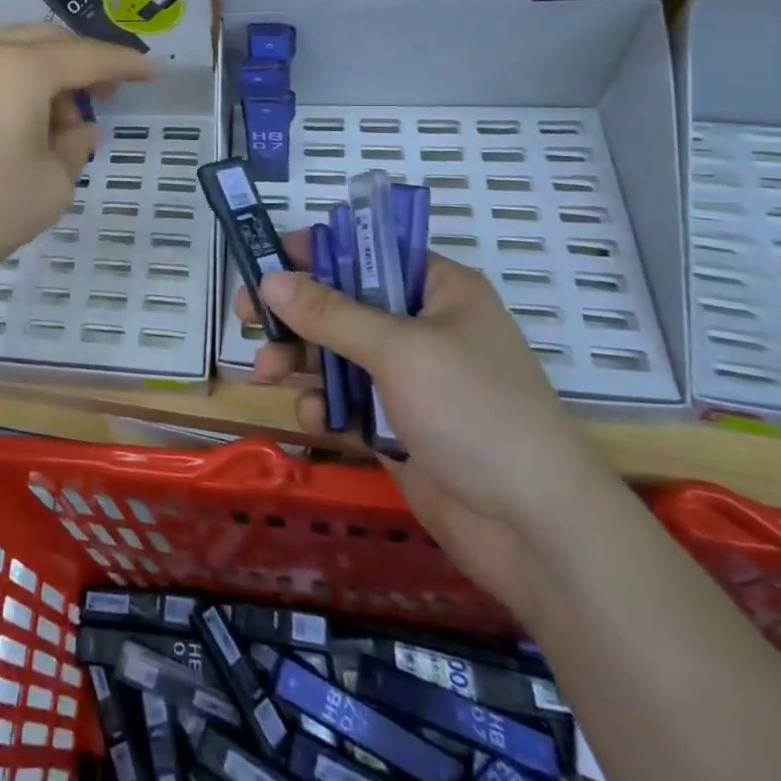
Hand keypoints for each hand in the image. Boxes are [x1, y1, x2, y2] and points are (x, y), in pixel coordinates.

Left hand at [0, 24, 153, 284]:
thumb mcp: (51, 185)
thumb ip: (76, 147)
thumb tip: (79, 129)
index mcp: (22, 68)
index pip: (88, 57)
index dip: (125, 65)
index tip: (153, 71)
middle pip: (51, 42)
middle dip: (85, 64)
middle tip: (108, 96)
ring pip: (19, 50)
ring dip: (50, 74)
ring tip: (64, 122)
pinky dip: (19, 82)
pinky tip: (28, 119)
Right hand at [242, 238, 617, 618]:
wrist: (535, 529)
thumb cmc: (474, 411)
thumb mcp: (398, 349)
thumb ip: (330, 313)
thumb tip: (270, 279)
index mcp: (438, 290)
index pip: (368, 250)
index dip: (317, 251)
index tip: (267, 258)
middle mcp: (422, 326)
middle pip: (343, 303)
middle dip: (295, 314)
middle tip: (246, 316)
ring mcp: (409, 379)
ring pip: (337, 353)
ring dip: (300, 360)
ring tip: (264, 371)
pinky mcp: (396, 424)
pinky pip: (346, 399)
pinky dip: (325, 404)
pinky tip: (315, 418)